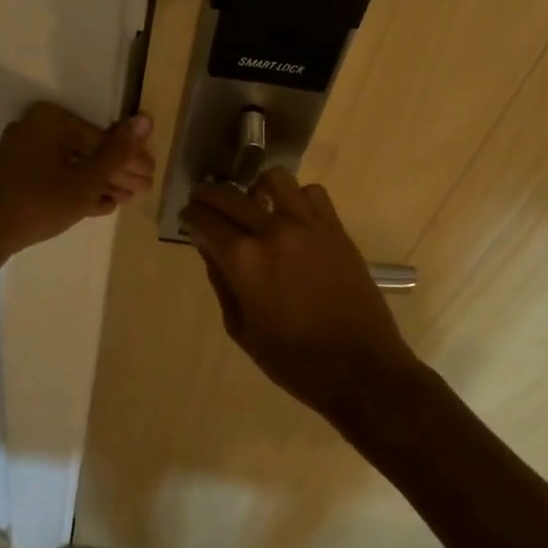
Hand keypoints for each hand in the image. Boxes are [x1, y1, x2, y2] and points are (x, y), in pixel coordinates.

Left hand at [0, 102, 154, 263]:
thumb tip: (145, 120)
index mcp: (51, 119)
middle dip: (116, 172)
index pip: (101, 137)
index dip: (129, 158)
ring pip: (71, 166)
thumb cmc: (37, 202)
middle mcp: (35, 128)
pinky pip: (54, 178)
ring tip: (127, 200)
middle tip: (144, 190)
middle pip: (86, 150)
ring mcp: (23, 153)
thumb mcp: (85, 180)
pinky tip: (102, 205)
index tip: (151, 175)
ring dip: (100, 183)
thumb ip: (117, 152)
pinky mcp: (16, 176)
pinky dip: (77, 190)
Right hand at [180, 168, 417, 425]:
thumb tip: (209, 249)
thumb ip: (221, 282)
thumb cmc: (294, 360)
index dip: (190, 216)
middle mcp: (273, 232)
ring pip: (275, 179)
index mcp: (244, 261)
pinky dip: (296, 198)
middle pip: (230, 195)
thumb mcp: (242, 329)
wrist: (361, 369)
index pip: (205, 220)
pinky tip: (292, 217)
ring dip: (256, 188)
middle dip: (209, 195)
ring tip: (254, 204)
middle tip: (203, 202)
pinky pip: (312, 193)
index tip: (187, 217)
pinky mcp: (336, 229)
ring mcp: (308, 225)